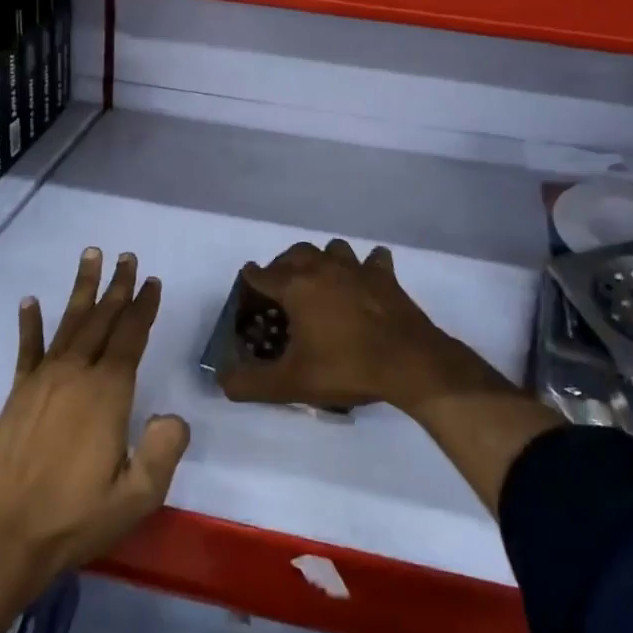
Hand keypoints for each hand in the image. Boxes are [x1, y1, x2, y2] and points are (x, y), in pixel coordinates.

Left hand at [0, 247, 189, 597]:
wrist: (0, 542)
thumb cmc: (73, 520)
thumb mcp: (136, 496)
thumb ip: (163, 452)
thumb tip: (173, 416)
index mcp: (107, 394)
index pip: (130, 338)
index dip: (143, 308)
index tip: (153, 282)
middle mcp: (75, 376)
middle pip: (101, 320)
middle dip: (118, 287)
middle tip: (127, 257)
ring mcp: (41, 382)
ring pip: (68, 324)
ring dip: (81, 289)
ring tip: (90, 256)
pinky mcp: (14, 397)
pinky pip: (26, 351)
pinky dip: (30, 324)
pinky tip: (30, 301)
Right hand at [220, 239, 500, 412]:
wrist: (409, 362)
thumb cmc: (346, 367)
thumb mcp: (291, 383)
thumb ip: (250, 383)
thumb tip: (223, 381)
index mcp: (295, 286)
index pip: (261, 274)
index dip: (250, 284)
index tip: (248, 298)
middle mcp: (322, 267)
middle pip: (294, 254)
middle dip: (282, 267)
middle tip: (281, 292)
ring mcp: (356, 268)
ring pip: (332, 249)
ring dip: (322, 261)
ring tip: (320, 283)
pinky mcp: (384, 276)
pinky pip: (372, 259)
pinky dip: (366, 266)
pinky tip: (365, 282)